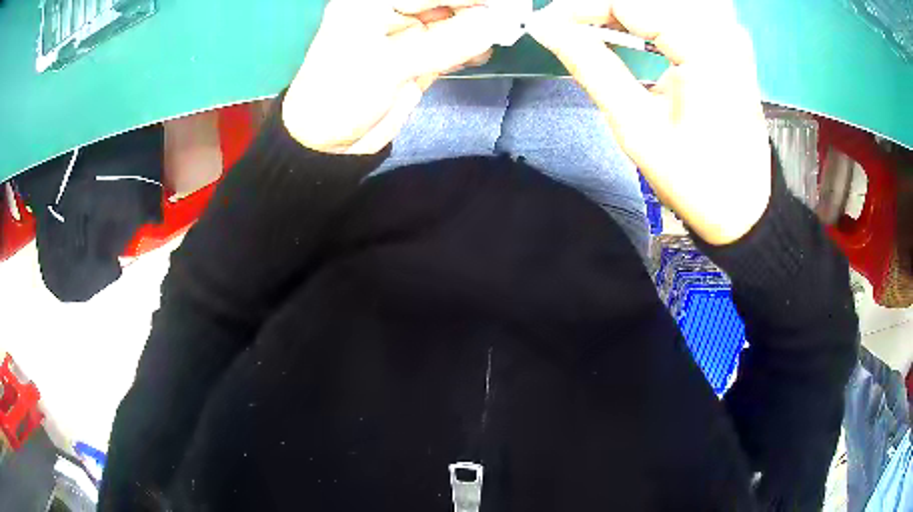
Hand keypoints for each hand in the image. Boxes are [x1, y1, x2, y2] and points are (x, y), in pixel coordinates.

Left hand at [283, 0, 500, 154]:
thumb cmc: (342, 97)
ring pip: (456, 17)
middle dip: (482, 7)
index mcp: (373, 1)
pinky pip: (454, 40)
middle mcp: (392, 9)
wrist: (328, 143)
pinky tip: (482, 51)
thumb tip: (500, 23)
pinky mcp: (419, 53)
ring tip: (505, 32)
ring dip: (481, 25)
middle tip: (515, 17)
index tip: (510, 3)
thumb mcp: (390, 66)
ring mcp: (408, 31)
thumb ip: (447, 42)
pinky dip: (472, 44)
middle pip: (447, 0)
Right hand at [527, 0, 771, 244]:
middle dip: (602, 6)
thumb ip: (591, 66)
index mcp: (705, 51)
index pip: (629, 3)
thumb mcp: (636, 127)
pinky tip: (630, 27)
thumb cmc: (695, 180)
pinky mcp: (730, 42)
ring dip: (626, 10)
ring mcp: (730, 34)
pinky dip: (650, 15)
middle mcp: (723, 31)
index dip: (581, 7)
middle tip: (568, 26)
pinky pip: (683, 10)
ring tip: (595, 26)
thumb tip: (547, 29)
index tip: (548, 22)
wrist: (741, 208)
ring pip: (667, 2)